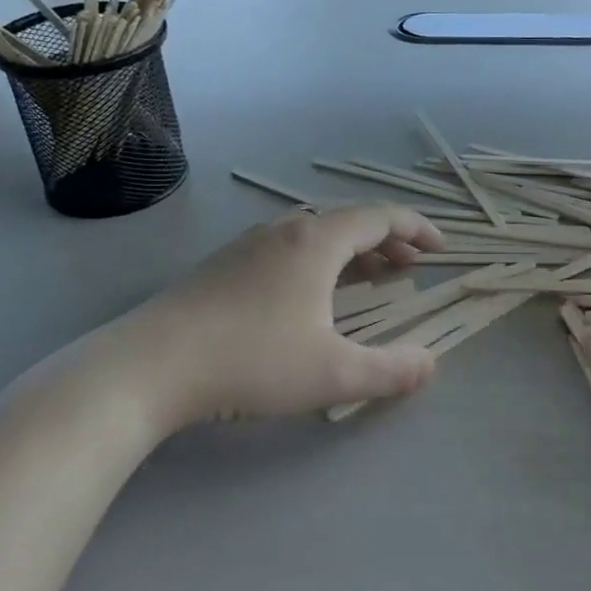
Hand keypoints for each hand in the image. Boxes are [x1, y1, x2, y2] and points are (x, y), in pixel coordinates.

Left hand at [91, 204, 447, 429]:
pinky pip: (287, 251)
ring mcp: (248, 246)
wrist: (150, 367)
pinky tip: (309, 296)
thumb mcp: (333, 373)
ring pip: (314, 237)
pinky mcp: (222, 267)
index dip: (417, 228)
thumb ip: (390, 370)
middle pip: (348, 223)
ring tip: (369, 278)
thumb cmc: (252, 360)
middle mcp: (284, 231)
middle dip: (386, 242)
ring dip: (350, 253)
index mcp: (317, 241)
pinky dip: (318, 263)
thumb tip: (430, 363)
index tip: (441, 248)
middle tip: (410, 266)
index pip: (380, 218)